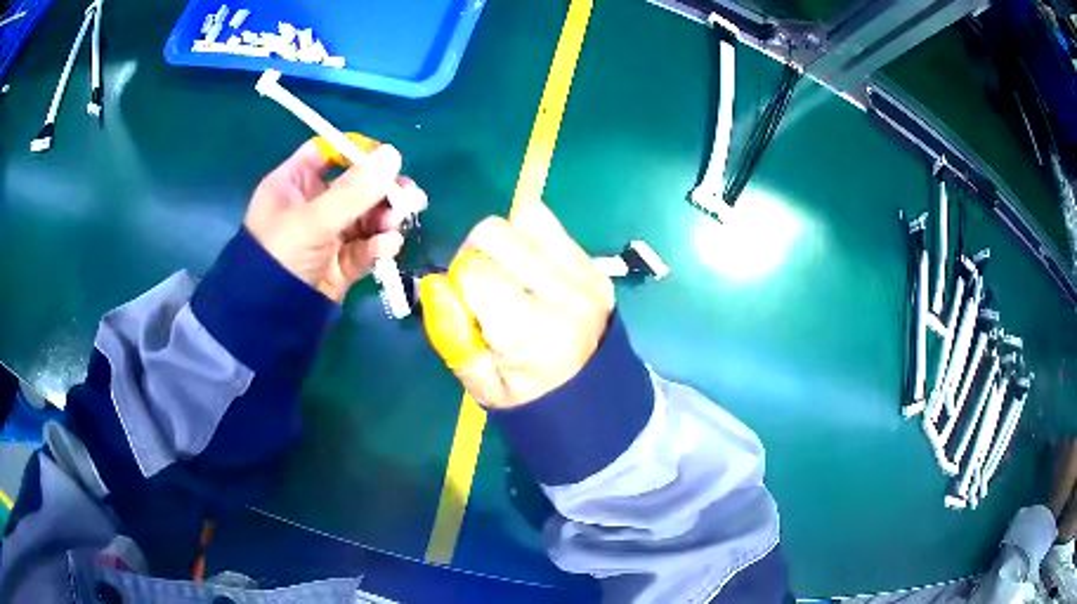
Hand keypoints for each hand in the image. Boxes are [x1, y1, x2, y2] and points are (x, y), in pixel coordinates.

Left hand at [244, 139, 427, 302]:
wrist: (272, 321)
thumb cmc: (281, 256)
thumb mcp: (313, 220)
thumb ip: (353, 190)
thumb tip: (394, 154)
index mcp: (294, 184)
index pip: (329, 153)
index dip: (358, 152)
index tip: (387, 160)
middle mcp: (312, 204)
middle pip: (355, 185)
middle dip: (384, 190)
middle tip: (410, 195)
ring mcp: (328, 234)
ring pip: (366, 216)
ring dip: (386, 217)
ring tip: (398, 222)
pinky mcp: (341, 262)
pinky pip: (366, 246)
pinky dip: (379, 245)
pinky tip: (388, 246)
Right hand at [420, 201, 614, 407]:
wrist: (595, 396)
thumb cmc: (530, 397)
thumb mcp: (481, 384)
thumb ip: (451, 335)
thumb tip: (434, 284)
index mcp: (532, 331)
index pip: (474, 271)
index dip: (458, 282)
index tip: (468, 306)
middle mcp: (562, 293)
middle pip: (495, 232)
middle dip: (474, 253)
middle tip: (483, 285)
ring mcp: (584, 273)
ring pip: (525, 217)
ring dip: (506, 239)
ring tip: (509, 272)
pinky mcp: (594, 264)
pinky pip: (551, 225)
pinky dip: (531, 239)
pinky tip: (533, 270)